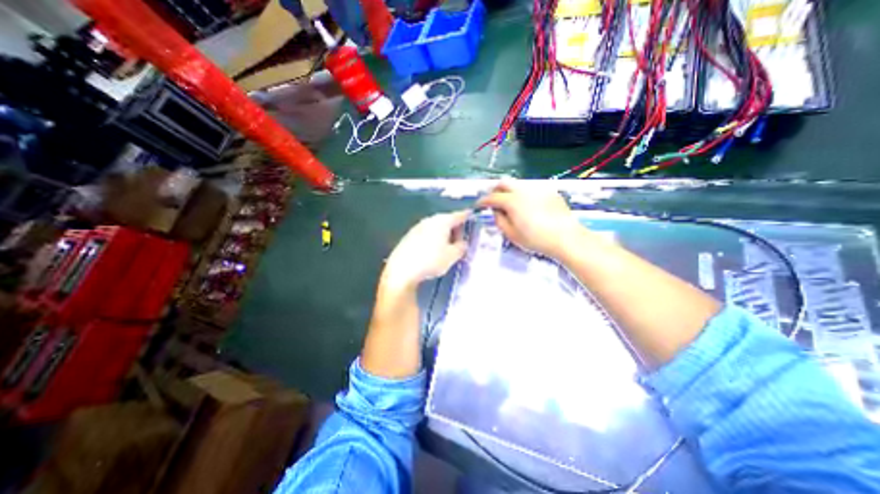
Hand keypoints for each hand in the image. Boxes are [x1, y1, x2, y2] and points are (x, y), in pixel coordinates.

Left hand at [381, 207, 469, 288]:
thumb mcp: (452, 256)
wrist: (402, 270)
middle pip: (446, 220)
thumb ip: (461, 247)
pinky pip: (426, 233)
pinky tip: (432, 250)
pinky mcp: (409, 236)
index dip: (467, 216)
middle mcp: (429, 220)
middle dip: (454, 228)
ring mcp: (417, 227)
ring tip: (447, 246)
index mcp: (442, 221)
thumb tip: (463, 243)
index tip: (472, 217)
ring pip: (435, 227)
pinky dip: (432, 238)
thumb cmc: (431, 261)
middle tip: (461, 238)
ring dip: (443, 233)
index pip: (459, 215)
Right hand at [475, 180, 582, 260]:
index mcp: (511, 201)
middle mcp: (523, 191)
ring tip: (511, 205)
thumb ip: (499, 221)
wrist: (566, 237)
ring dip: (510, 192)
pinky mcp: (549, 192)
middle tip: (493, 200)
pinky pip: (531, 190)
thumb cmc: (536, 239)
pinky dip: (524, 195)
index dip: (483, 201)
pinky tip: (529, 207)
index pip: (492, 197)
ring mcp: (537, 189)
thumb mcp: (511, 235)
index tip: (479, 205)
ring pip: (518, 185)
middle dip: (495, 190)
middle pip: (504, 182)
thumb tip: (496, 211)